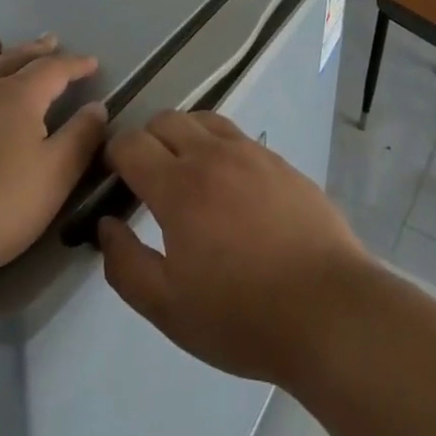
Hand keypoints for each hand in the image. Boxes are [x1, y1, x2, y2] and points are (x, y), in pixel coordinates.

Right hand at [97, 112, 372, 387]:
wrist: (327, 307)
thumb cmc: (241, 315)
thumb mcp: (168, 308)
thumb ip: (126, 264)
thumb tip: (107, 224)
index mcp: (179, 186)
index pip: (132, 144)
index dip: (114, 155)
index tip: (111, 178)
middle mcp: (214, 155)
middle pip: (167, 120)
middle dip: (146, 140)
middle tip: (145, 177)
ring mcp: (252, 153)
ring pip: (205, 120)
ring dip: (184, 136)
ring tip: (185, 173)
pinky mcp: (281, 161)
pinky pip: (238, 137)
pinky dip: (219, 147)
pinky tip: (228, 185)